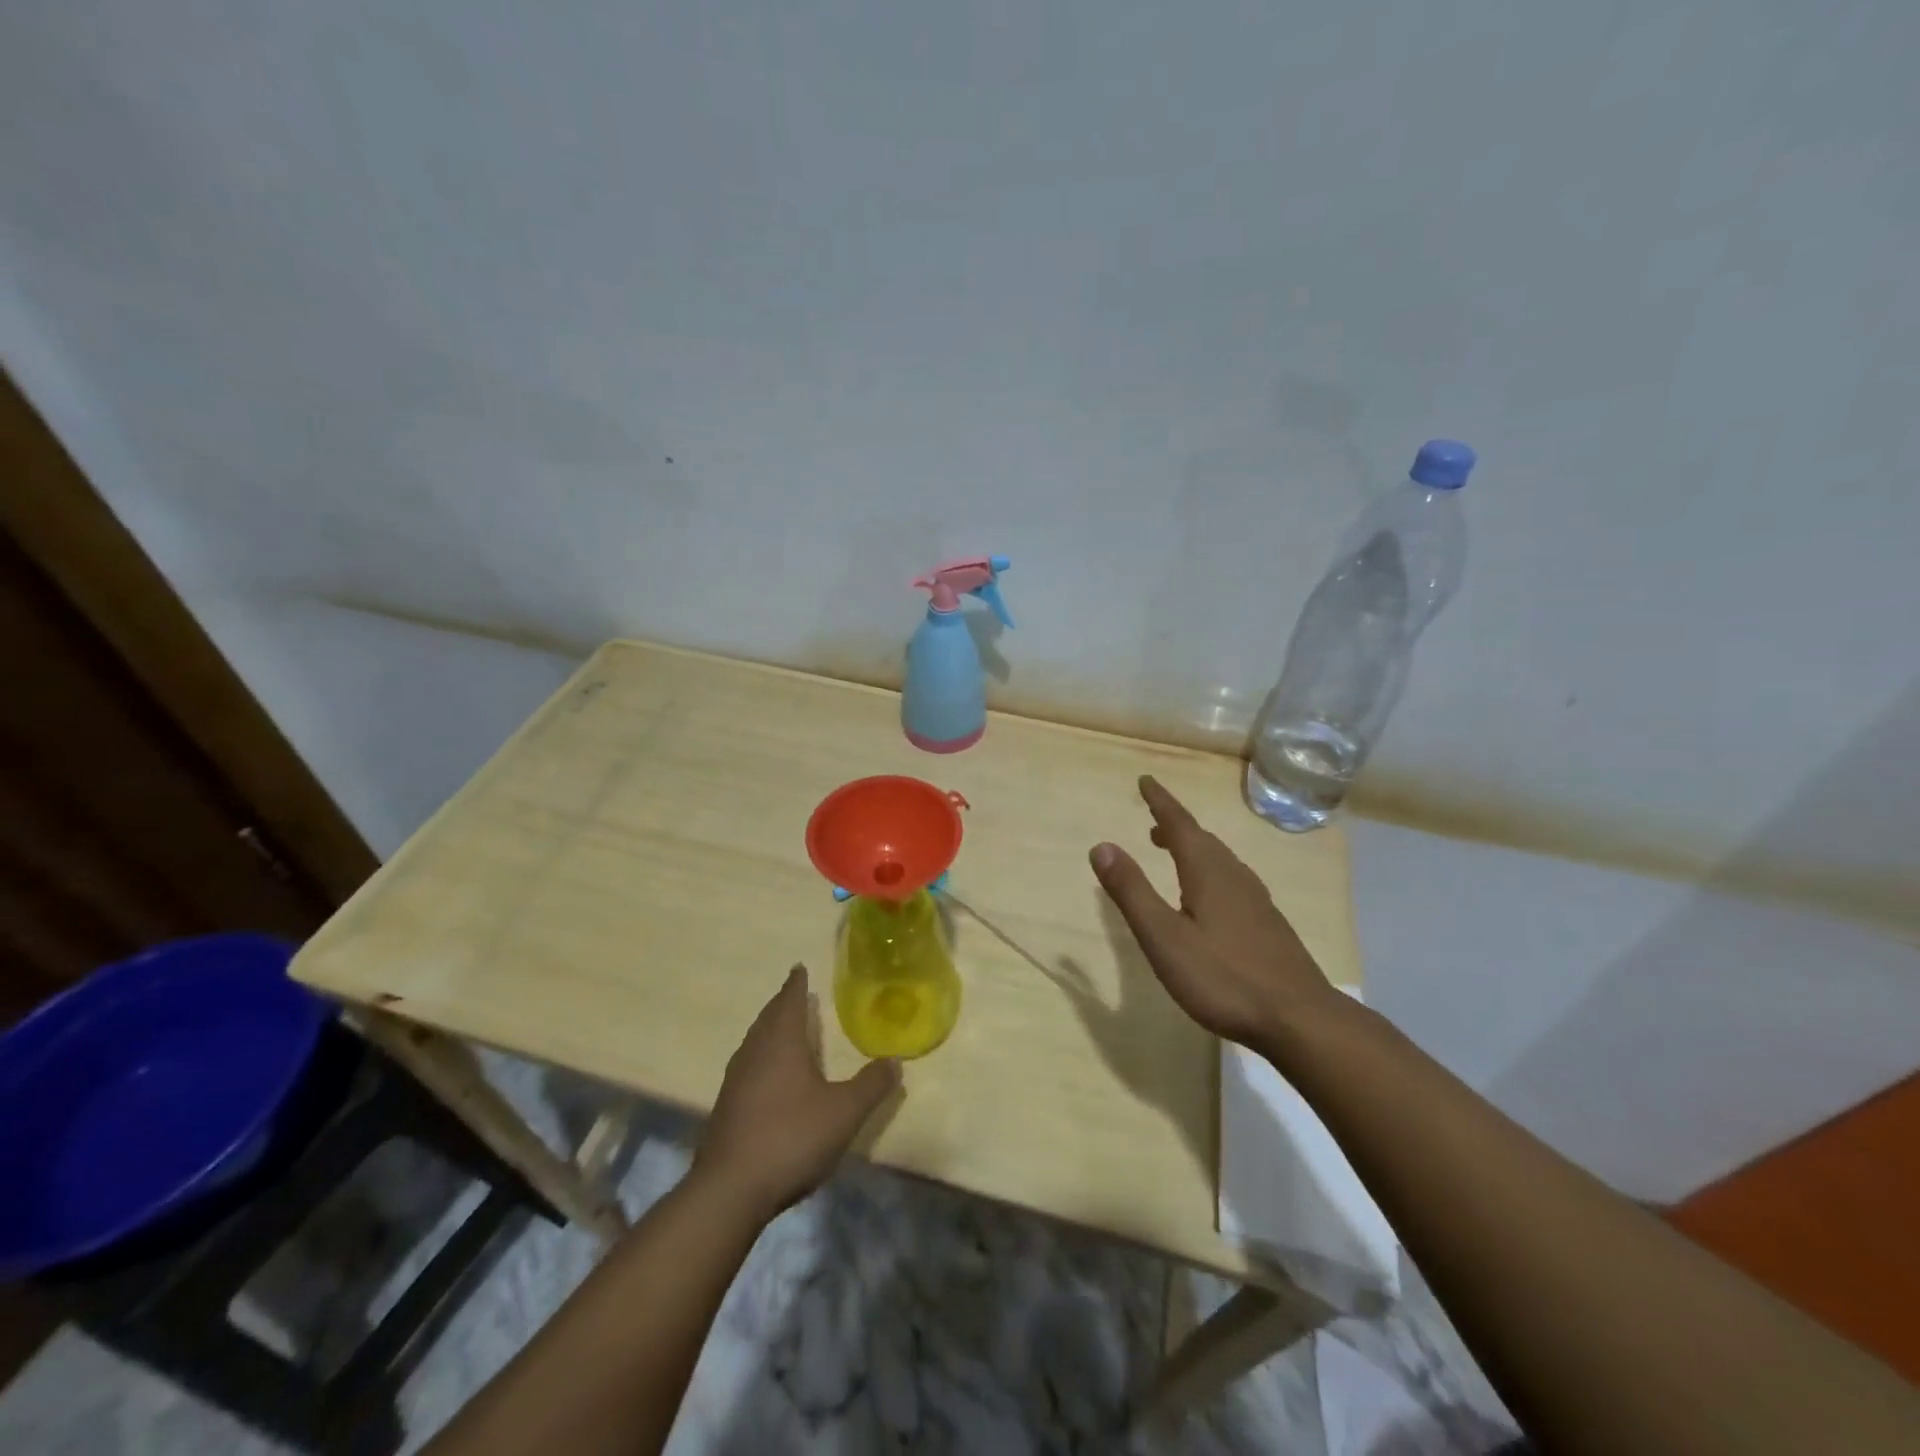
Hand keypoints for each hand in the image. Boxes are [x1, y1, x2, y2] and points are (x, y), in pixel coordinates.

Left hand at [692, 965, 901, 1222]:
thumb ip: (871, 1085)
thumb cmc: (791, 1137)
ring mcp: (735, 1082)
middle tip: (794, 994)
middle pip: (768, 1019)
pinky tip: (767, 1076)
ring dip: (769, 1030)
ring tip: (781, 1029)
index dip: (796, 985)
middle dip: (782, 1004)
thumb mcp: (844, 1112)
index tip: (799, 968)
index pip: (789, 1002)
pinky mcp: (725, 1109)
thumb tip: (894, 1060)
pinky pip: (747, 1067)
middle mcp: (754, 1054)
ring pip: (754, 1043)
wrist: (730, 1190)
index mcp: (781, 1043)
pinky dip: (760, 1058)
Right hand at [1090, 775, 1340, 1050]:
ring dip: (1194, 849)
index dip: (1161, 801)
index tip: (1145, 781)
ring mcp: (1257, 901)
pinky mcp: (1268, 925)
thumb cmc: (1223, 977)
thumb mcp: (1164, 937)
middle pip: (1202, 840)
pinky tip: (1211, 898)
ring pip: (1220, 861)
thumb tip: (1102, 845)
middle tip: (1152, 823)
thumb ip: (1132, 891)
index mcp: (1208, 873)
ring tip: (1174, 854)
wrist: (1301, 1019)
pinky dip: (1211, 872)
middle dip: (1176, 826)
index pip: (1180, 824)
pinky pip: (1233, 880)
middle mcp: (1235, 877)